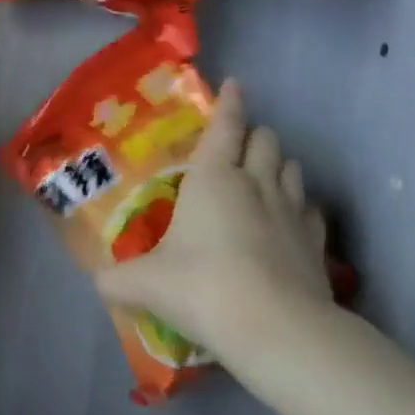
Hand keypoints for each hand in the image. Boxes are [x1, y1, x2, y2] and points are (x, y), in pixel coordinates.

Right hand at [96, 80, 332, 355]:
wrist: (277, 330)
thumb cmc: (203, 287)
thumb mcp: (148, 283)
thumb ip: (119, 280)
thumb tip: (97, 283)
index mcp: (214, 177)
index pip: (226, 125)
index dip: (230, 102)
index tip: (235, 84)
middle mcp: (255, 183)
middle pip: (266, 139)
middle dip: (255, 135)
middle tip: (239, 145)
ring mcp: (291, 212)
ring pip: (292, 168)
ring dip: (279, 165)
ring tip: (266, 175)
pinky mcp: (316, 244)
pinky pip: (311, 210)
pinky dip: (302, 207)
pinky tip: (292, 220)